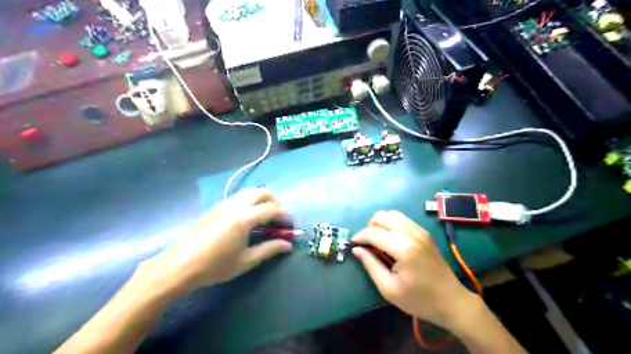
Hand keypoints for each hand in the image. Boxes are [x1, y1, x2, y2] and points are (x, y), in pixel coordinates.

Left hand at [139, 186, 293, 296]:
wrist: (179, 266)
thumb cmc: (215, 266)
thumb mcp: (246, 261)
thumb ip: (269, 249)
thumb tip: (288, 245)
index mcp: (245, 218)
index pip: (273, 209)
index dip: (285, 217)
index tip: (290, 228)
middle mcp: (236, 205)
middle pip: (262, 192)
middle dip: (275, 203)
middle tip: (278, 220)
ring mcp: (224, 204)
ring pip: (249, 192)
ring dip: (262, 200)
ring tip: (264, 218)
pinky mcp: (216, 208)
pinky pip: (239, 197)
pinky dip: (250, 202)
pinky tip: (247, 219)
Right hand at [353, 208, 475, 329]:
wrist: (451, 301)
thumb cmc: (419, 299)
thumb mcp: (389, 288)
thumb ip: (370, 265)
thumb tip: (356, 249)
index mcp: (403, 248)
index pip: (374, 233)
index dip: (359, 236)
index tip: (353, 244)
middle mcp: (412, 233)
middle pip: (382, 216)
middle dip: (369, 227)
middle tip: (366, 244)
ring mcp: (420, 231)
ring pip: (392, 214)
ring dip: (380, 224)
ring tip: (378, 241)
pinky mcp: (424, 233)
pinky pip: (403, 219)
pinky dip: (392, 224)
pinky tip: (391, 240)